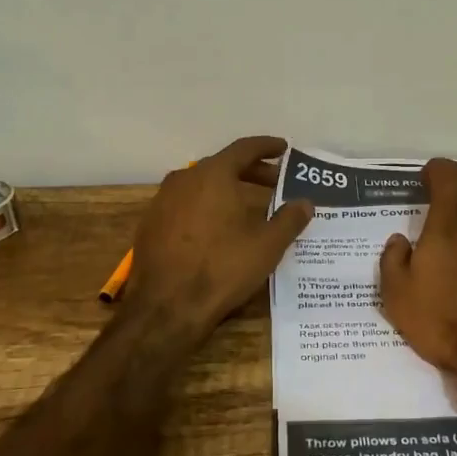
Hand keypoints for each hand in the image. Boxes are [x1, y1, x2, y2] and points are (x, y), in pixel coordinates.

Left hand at [128, 136, 314, 333]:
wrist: (166, 308)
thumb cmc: (222, 269)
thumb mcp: (267, 245)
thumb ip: (289, 219)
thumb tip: (305, 203)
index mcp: (213, 175)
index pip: (244, 148)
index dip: (266, 147)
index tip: (283, 148)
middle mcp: (184, 179)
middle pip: (222, 165)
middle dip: (251, 172)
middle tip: (274, 184)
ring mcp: (163, 201)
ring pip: (202, 185)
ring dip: (227, 189)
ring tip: (249, 206)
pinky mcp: (151, 224)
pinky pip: (185, 204)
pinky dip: (206, 206)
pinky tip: (218, 227)